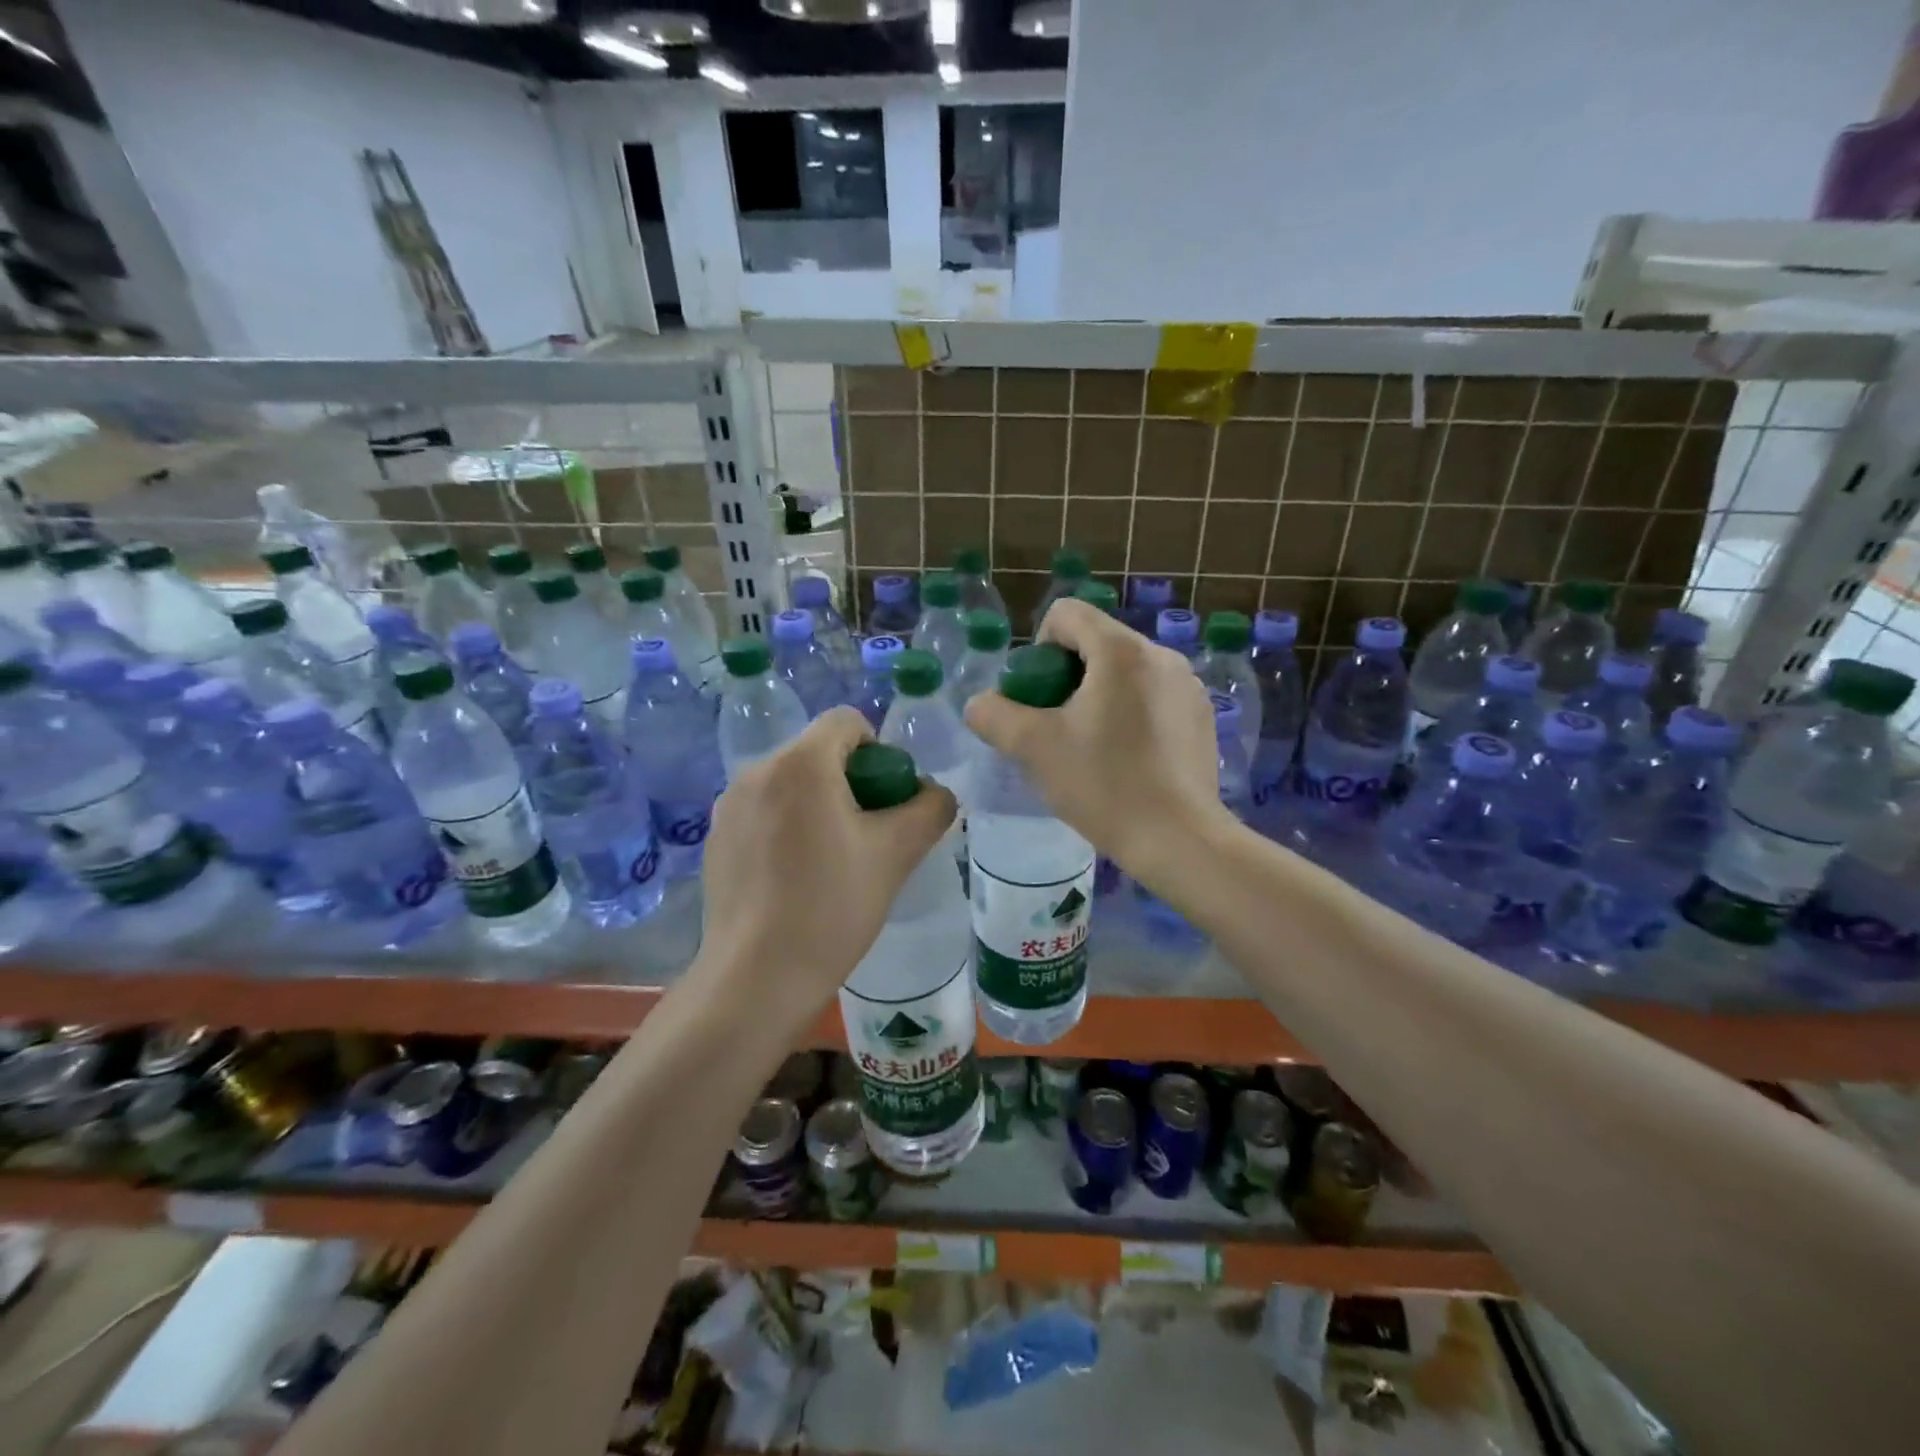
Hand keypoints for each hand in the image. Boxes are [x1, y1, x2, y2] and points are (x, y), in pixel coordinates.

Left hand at [693, 707, 955, 1030]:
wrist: (757, 977)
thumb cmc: (832, 906)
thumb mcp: (897, 854)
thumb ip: (930, 809)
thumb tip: (936, 794)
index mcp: (800, 763)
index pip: (847, 721)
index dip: (879, 750)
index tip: (887, 799)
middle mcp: (756, 771)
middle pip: (817, 752)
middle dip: (850, 780)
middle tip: (867, 834)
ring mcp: (728, 806)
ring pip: (790, 784)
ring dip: (818, 804)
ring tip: (832, 859)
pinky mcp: (714, 838)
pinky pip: (763, 811)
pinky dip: (786, 826)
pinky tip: (794, 877)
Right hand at [964, 598, 1227, 880]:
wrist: (1178, 839)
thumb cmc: (1104, 785)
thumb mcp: (1033, 748)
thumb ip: (994, 715)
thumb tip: (980, 704)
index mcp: (1121, 651)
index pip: (1066, 614)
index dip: (1039, 647)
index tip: (1038, 696)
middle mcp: (1161, 654)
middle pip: (1097, 641)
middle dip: (1068, 675)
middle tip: (1058, 725)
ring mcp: (1188, 684)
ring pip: (1126, 669)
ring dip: (1100, 693)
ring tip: (1093, 744)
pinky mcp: (1202, 714)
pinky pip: (1153, 694)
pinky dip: (1131, 711)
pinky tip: (1128, 757)